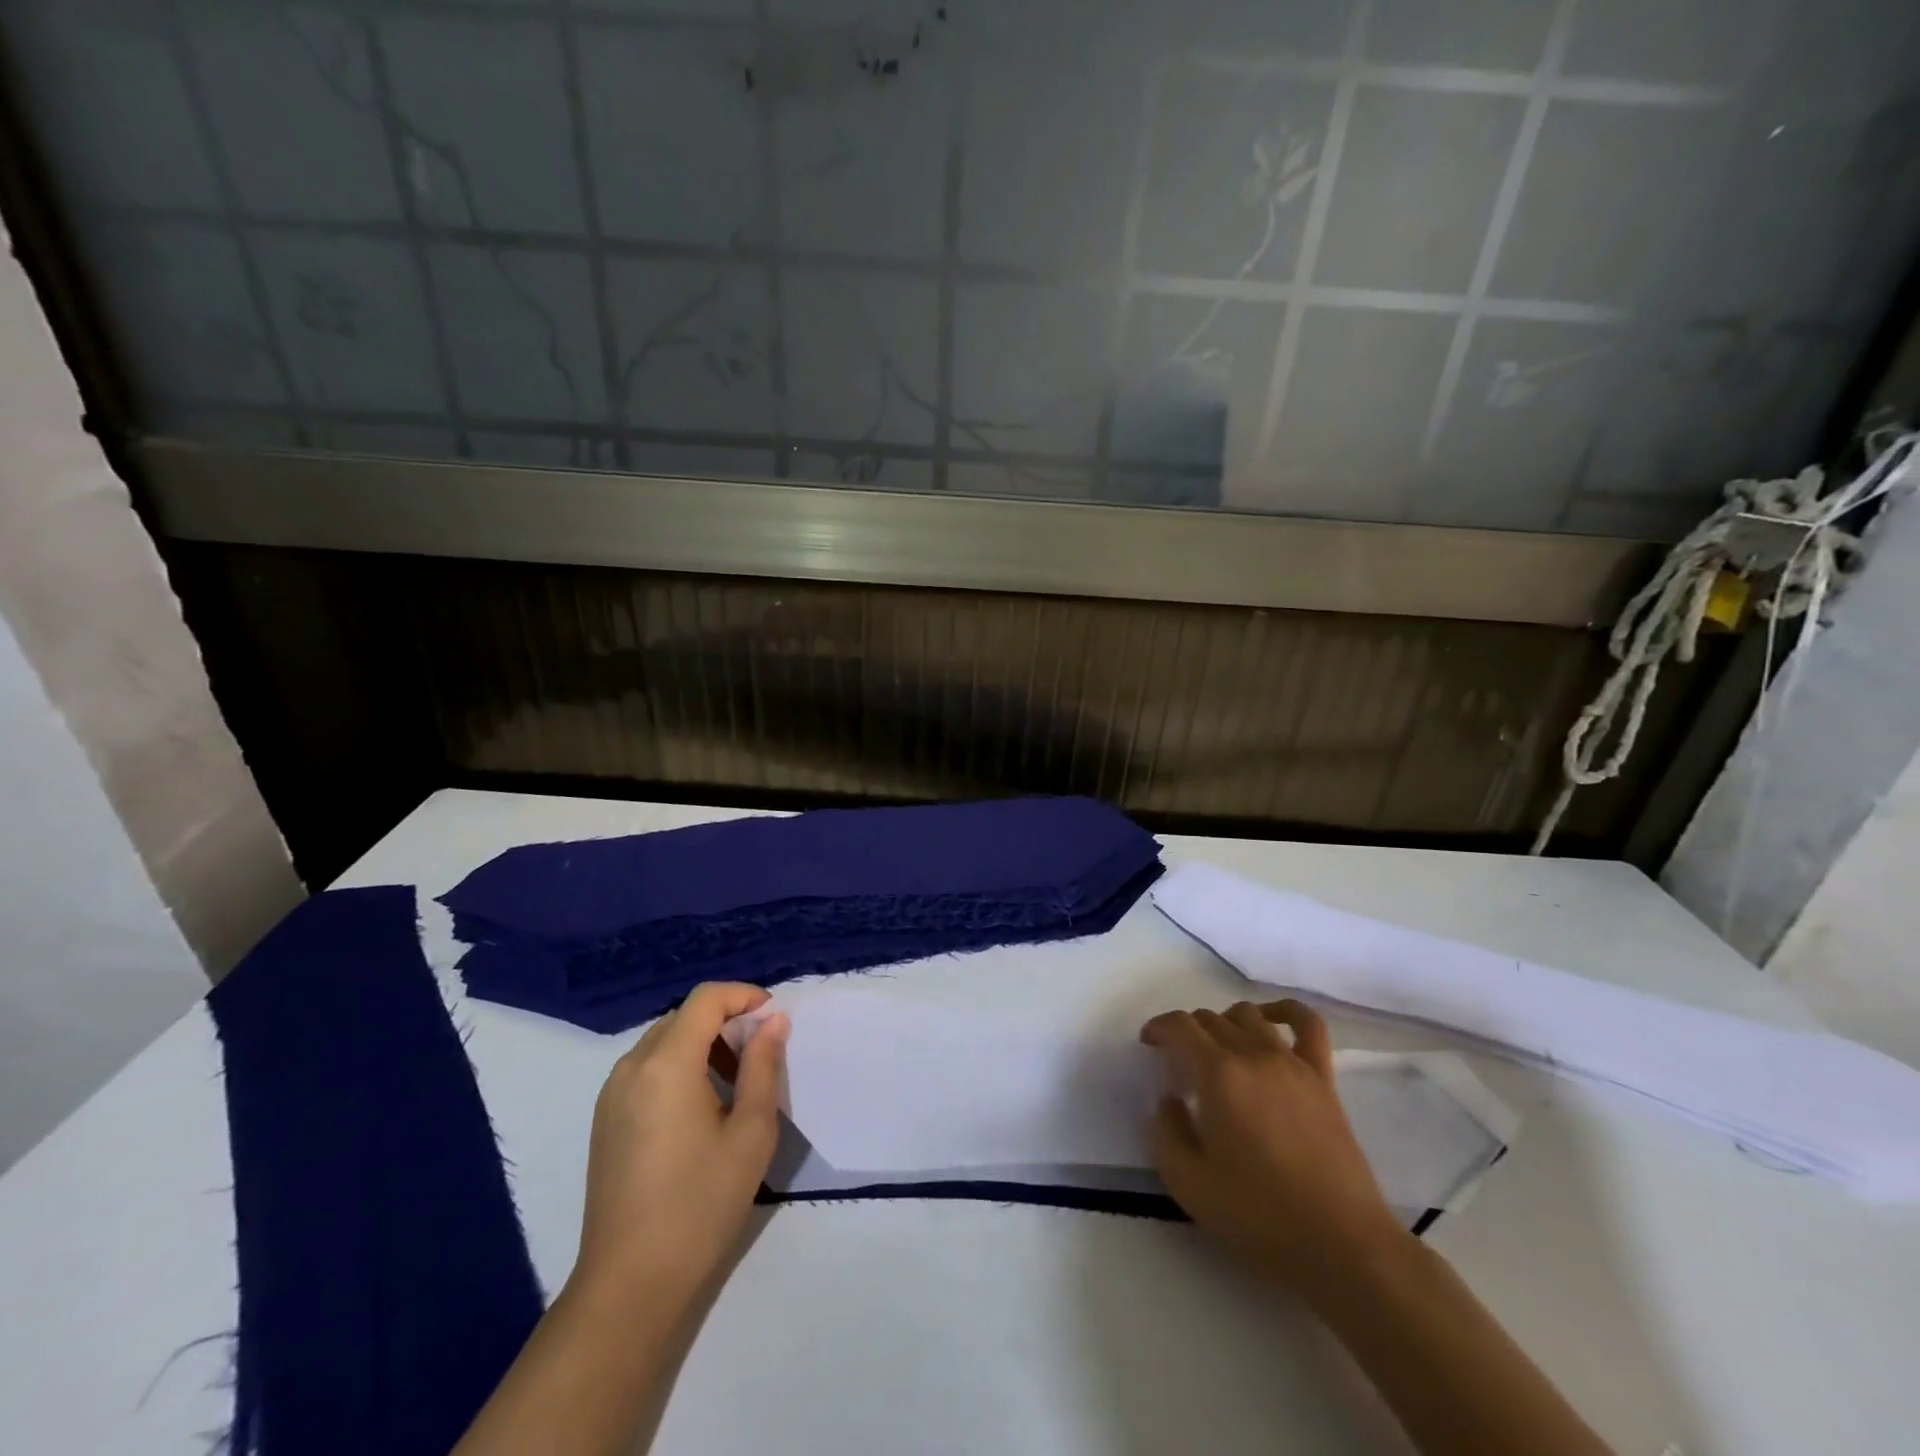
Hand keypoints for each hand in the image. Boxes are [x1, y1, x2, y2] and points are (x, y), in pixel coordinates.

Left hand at [570, 983, 789, 1311]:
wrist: (629, 1286)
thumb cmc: (700, 1205)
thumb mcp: (751, 1132)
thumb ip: (763, 1066)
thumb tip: (773, 1021)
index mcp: (666, 1063)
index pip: (706, 999)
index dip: (744, 996)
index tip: (774, 1018)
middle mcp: (631, 1067)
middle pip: (683, 1016)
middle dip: (726, 1020)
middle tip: (761, 1053)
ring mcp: (611, 1094)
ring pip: (664, 1040)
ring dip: (703, 1043)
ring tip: (736, 1081)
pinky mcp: (605, 1119)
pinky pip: (646, 1067)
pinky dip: (679, 1065)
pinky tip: (701, 1106)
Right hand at [1141, 999, 1408, 1307]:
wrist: (1342, 1245)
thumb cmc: (1259, 1216)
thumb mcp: (1188, 1184)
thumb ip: (1164, 1133)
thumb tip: (1168, 1101)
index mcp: (1217, 1075)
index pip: (1180, 1027)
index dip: (1158, 1028)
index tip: (1148, 1045)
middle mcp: (1253, 1054)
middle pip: (1211, 1019)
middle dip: (1187, 1032)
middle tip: (1179, 1064)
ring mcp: (1292, 1062)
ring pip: (1249, 1015)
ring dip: (1224, 1023)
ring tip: (1218, 1050)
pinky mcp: (1323, 1078)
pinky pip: (1307, 1024)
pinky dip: (1285, 1010)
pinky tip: (1270, 1019)